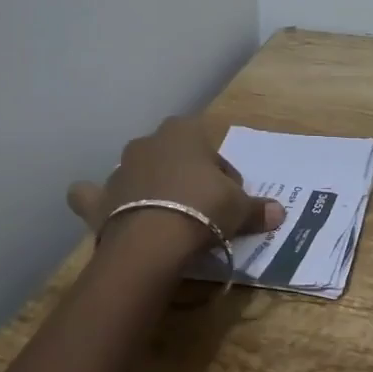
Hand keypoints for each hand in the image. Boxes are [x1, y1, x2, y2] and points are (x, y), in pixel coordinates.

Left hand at [67, 116, 285, 268]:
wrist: (153, 240)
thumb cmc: (203, 209)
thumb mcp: (240, 209)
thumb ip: (258, 208)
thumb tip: (280, 213)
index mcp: (184, 132)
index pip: (211, 151)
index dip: (223, 176)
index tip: (228, 200)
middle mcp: (149, 142)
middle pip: (175, 158)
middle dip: (186, 177)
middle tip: (201, 210)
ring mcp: (120, 168)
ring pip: (137, 172)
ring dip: (149, 187)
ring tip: (164, 217)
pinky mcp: (99, 197)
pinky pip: (92, 194)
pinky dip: (96, 200)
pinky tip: (104, 209)